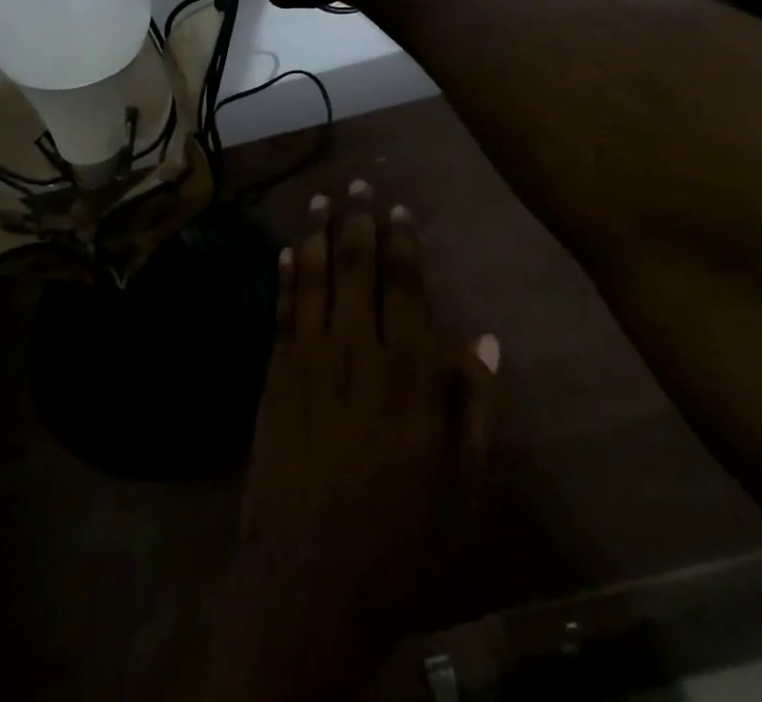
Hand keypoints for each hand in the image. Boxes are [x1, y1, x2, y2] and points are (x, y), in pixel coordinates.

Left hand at [209, 182, 496, 701]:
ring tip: (322, 197)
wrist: (309, 579)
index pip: (406, 286)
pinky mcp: (276, 374)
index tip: (400, 209)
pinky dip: (286, 275)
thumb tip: (485, 341)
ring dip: (318, 233)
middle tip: (358, 183)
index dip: (403, 243)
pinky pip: (282, 309)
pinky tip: (287, 250)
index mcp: (409, 373)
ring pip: (316, 277)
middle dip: (359, 220)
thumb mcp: (462, 487)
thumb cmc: (399, 539)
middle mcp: (358, 349)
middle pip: (358, 267)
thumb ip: (476, 409)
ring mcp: (310, 357)